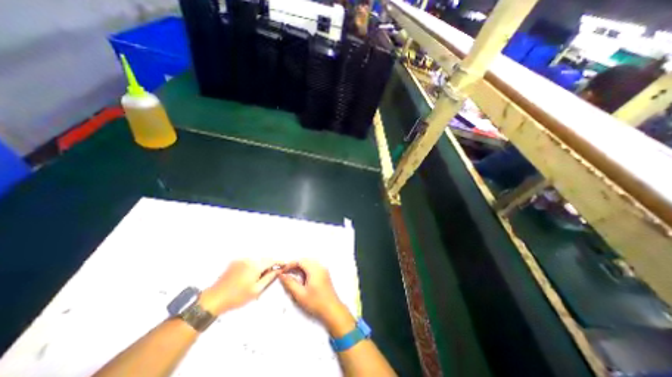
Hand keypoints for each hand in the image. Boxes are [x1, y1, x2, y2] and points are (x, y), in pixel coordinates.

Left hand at [200, 259, 280, 313]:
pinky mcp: (235, 262)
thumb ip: (269, 278)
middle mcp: (249, 259)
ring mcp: (241, 259)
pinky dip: (254, 265)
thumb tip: (278, 270)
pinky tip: (250, 274)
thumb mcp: (256, 290)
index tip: (285, 264)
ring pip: (257, 259)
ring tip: (260, 276)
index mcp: (255, 265)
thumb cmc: (237, 297)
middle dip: (270, 264)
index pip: (272, 260)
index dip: (279, 262)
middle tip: (272, 273)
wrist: (214, 299)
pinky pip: (249, 261)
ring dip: (262, 264)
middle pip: (264, 259)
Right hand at [277, 261, 353, 337]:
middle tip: (286, 273)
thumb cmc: (316, 302)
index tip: (283, 271)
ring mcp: (323, 269)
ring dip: (300, 268)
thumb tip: (282, 275)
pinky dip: (306, 270)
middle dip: (295, 265)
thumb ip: (290, 283)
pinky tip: (302, 279)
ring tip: (292, 276)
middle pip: (305, 261)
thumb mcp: (300, 294)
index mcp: (314, 269)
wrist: (332, 309)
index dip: (290, 264)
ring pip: (309, 263)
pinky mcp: (325, 274)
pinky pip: (313, 267)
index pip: (300, 261)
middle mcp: (320, 266)